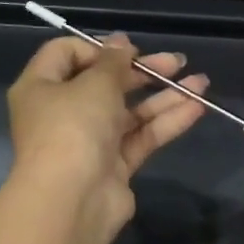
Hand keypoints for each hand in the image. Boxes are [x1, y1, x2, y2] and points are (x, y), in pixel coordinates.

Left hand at [6, 33, 209, 242]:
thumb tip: (120, 42)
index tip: (129, 51)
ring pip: (129, 113)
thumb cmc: (72, 129)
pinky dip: (166, 123)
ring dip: (164, 97)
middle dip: (143, 72)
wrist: (71, 202)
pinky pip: (141, 137)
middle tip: (176, 62)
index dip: (99, 48)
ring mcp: (89, 142)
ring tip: (201, 83)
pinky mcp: (113, 167)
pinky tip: (197, 108)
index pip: (65, 55)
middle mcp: (62, 113)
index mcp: (41, 87)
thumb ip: (113, 62)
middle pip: (104, 84)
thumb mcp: (94, 84)